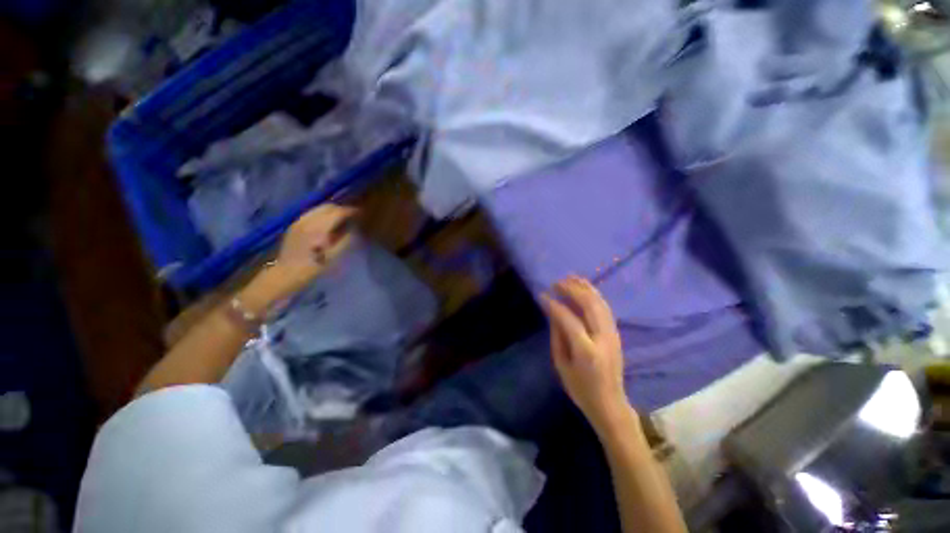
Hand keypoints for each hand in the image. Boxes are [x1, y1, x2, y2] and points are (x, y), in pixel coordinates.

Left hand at [242, 204, 357, 311]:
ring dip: (332, 211)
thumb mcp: (335, 255)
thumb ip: (346, 239)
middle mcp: (308, 219)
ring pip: (319, 208)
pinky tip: (328, 223)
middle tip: (353, 216)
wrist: (286, 274)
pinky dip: (323, 214)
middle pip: (328, 206)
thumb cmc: (314, 267)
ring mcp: (299, 220)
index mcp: (319, 227)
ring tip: (342, 218)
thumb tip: (355, 228)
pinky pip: (312, 213)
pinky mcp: (295, 224)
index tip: (362, 214)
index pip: (339, 212)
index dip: (352, 211)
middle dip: (342, 209)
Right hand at [540, 276, 633, 432]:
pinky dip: (594, 294)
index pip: (569, 319)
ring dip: (585, 287)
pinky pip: (605, 307)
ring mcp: (613, 334)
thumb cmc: (580, 388)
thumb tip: (552, 311)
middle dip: (572, 289)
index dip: (554, 304)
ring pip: (600, 303)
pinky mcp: (616, 333)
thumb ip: (557, 336)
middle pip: (589, 305)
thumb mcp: (561, 365)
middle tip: (556, 282)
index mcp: (586, 351)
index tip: (543, 295)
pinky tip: (584, 288)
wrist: (610, 403)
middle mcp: (603, 338)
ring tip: (570, 278)